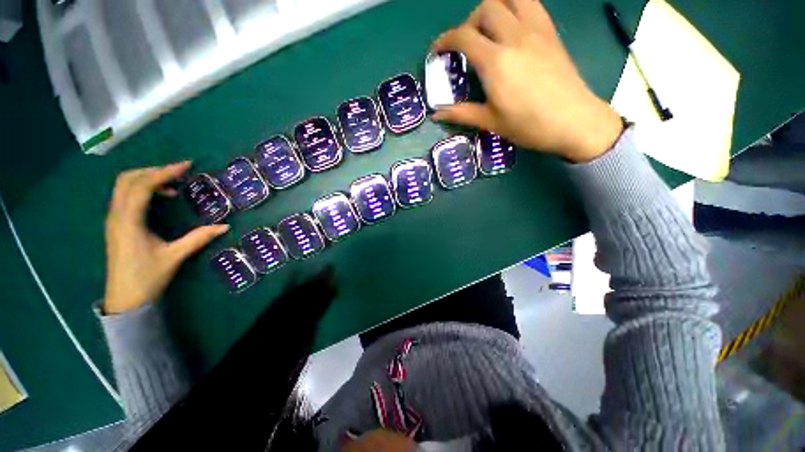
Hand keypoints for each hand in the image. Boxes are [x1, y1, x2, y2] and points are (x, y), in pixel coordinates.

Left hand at [103, 161, 228, 314]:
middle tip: (179, 173)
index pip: (142, 186)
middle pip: (128, 180)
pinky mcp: (117, 224)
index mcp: (129, 221)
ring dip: (147, 178)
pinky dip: (142, 189)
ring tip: (172, 184)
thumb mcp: (175, 256)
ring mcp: (114, 219)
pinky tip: (160, 198)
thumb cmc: (147, 277)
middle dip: (153, 171)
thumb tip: (224, 226)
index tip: (186, 166)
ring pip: (124, 186)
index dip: (164, 172)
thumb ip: (198, 238)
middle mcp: (117, 215)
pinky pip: (126, 196)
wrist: (124, 300)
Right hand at [432, 0, 623, 161]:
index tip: (438, 50)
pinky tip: (512, 28)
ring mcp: (536, 30)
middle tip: (466, 44)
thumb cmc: (528, 126)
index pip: (464, 37)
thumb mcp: (490, 122)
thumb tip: (436, 114)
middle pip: (485, 8)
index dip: (445, 40)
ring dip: (494, 7)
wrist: (574, 121)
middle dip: (469, 22)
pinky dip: (516, 7)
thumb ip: (461, 114)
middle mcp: (514, 37)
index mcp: (496, 62)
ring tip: (489, 29)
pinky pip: (531, 4)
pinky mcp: (551, 32)